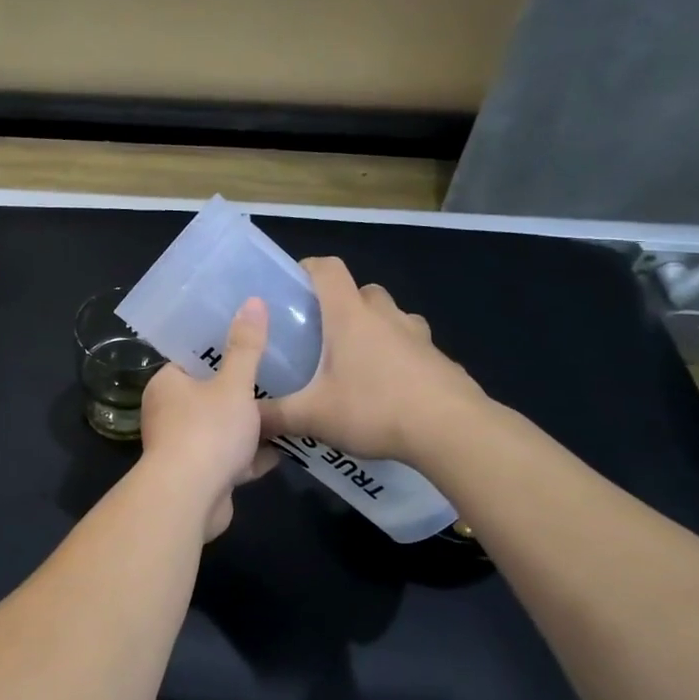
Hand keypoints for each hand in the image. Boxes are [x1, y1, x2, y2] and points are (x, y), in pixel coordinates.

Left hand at [137, 297, 279, 538]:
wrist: (189, 499)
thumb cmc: (207, 431)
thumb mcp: (233, 384)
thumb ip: (246, 347)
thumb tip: (252, 301)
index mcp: (167, 384)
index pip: (191, 358)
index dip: (219, 349)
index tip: (251, 340)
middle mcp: (169, 413)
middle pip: (209, 395)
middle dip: (241, 390)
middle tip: (278, 374)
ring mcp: (183, 447)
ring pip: (221, 429)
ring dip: (249, 426)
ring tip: (287, 409)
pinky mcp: (200, 476)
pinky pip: (229, 459)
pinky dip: (251, 456)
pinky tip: (283, 451)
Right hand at [258, 257, 486, 464]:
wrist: (453, 431)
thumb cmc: (374, 409)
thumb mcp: (313, 417)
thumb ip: (274, 417)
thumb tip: (245, 422)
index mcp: (350, 316)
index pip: (328, 269)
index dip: (309, 268)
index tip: (292, 286)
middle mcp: (385, 316)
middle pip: (362, 291)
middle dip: (342, 305)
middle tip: (322, 335)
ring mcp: (419, 336)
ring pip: (392, 316)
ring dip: (375, 328)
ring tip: (357, 362)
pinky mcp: (441, 360)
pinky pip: (414, 347)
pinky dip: (399, 357)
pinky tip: (389, 390)